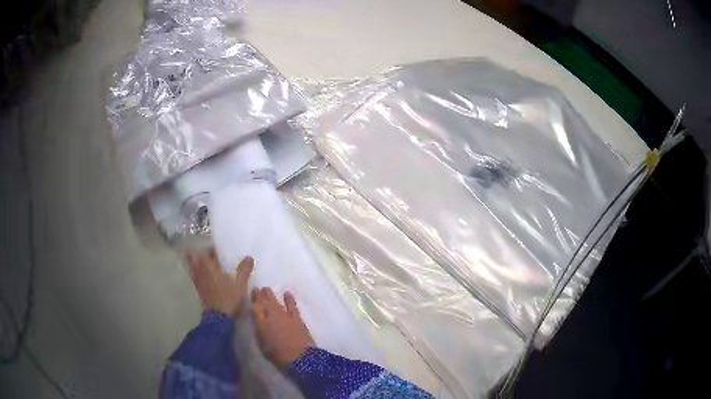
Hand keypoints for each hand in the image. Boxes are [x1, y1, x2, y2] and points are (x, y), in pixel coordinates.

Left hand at [186, 249, 253, 317]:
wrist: (218, 316)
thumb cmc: (229, 298)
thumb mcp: (240, 284)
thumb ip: (244, 270)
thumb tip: (249, 257)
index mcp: (211, 268)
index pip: (207, 253)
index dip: (211, 250)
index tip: (216, 250)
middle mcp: (202, 272)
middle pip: (198, 258)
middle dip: (203, 255)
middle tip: (211, 255)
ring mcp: (199, 281)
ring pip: (193, 267)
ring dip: (195, 262)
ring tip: (199, 260)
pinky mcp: (198, 289)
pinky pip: (194, 277)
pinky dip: (194, 272)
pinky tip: (198, 274)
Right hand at [252, 288, 314, 367]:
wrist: (299, 357)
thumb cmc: (278, 356)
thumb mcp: (262, 345)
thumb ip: (259, 332)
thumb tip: (258, 323)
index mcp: (260, 324)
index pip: (254, 309)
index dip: (252, 302)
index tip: (250, 296)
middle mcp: (271, 316)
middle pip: (264, 303)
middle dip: (259, 295)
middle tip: (256, 289)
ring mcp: (284, 315)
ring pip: (275, 302)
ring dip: (270, 295)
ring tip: (266, 288)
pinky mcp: (297, 318)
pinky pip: (292, 305)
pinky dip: (289, 299)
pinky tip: (287, 293)